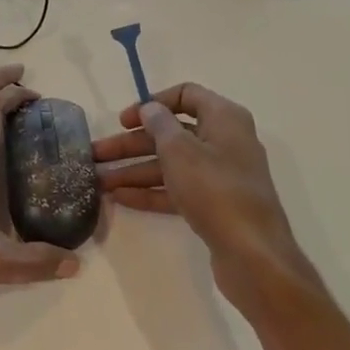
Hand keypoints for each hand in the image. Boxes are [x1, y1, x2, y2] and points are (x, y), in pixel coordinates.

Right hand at [92, 83, 315, 310]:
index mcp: (223, 118)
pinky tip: (120, 198)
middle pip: (171, 133)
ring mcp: (220, 175)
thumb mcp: (180, 150)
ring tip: (99, 182)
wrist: (253, 255)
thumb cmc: (215, 190)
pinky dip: (151, 191)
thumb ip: (160, 124)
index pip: (185, 95)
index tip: (124, 120)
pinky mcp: (215, 205)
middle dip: (131, 144)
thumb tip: (150, 109)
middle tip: (96, 154)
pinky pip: (178, 189)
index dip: (152, 103)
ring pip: (171, 164)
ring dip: (135, 170)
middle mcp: (224, 141)